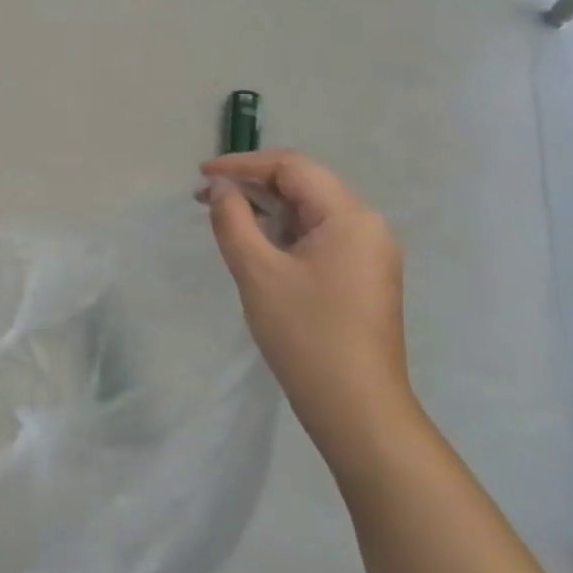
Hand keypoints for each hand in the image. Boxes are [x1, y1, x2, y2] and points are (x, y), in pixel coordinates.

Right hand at [202, 151, 413, 474]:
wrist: (357, 408)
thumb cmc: (305, 334)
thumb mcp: (257, 271)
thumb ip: (233, 219)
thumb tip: (221, 188)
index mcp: (350, 216)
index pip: (292, 167)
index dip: (243, 165)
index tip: (202, 175)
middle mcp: (368, 226)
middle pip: (304, 186)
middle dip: (253, 185)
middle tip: (206, 197)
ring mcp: (370, 253)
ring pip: (311, 212)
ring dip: (268, 209)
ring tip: (225, 218)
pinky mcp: (364, 277)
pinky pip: (320, 237)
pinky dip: (285, 233)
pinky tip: (258, 246)